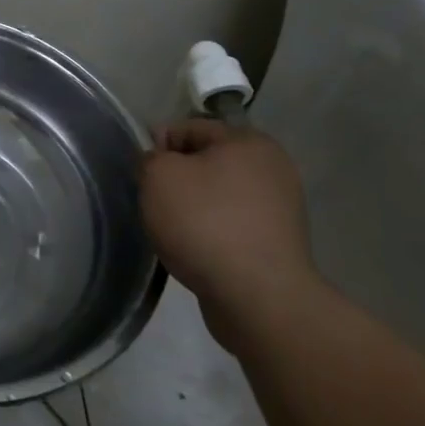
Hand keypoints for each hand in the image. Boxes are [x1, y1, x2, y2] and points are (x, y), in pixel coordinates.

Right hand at [140, 120, 317, 346]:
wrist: (257, 297)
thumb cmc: (204, 222)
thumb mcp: (158, 176)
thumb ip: (150, 157)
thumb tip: (160, 161)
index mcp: (249, 141)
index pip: (189, 127)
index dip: (159, 146)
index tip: (144, 175)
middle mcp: (273, 168)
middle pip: (206, 162)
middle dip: (178, 179)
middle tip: (155, 203)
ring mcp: (281, 208)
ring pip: (219, 196)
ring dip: (194, 208)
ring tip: (175, 231)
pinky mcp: (279, 244)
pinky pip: (233, 225)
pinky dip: (212, 233)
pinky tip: (197, 251)